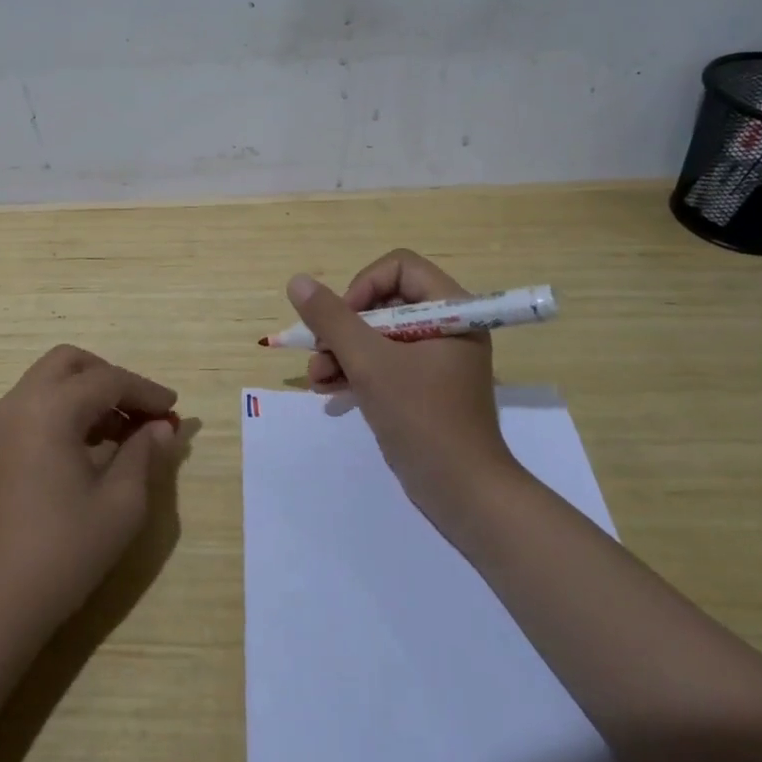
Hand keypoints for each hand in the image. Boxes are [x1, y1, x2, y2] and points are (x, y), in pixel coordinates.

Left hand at [0, 345, 180, 635]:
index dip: (146, 391)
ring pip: (50, 382)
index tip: (174, 410)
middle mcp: (19, 403)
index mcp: (49, 409)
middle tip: (141, 411)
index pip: (108, 379)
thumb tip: (161, 427)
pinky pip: (34, 407)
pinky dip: (66, 411)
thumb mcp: (121, 504)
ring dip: (88, 394)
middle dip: (111, 378)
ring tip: (124, 433)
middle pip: (70, 364)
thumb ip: (144, 454)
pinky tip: (91, 449)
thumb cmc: (62, 553)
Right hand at [289, 249, 519, 532]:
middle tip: (320, 350)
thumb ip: (332, 319)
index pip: (399, 267)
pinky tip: (326, 388)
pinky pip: (384, 362)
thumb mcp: (370, 363)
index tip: (344, 320)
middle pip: (384, 301)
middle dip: (345, 327)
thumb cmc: (422, 418)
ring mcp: (435, 358)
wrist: (464, 494)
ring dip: (342, 351)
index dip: (364, 286)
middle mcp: (447, 326)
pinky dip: (356, 370)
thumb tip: (297, 281)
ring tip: (317, 377)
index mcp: (452, 309)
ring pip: (378, 334)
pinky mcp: (423, 386)